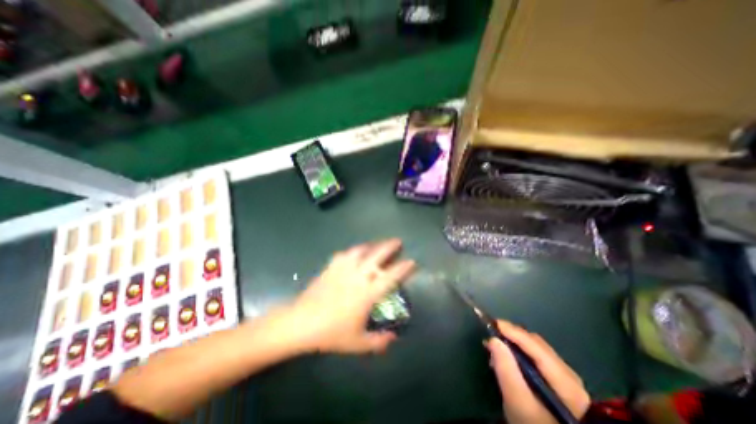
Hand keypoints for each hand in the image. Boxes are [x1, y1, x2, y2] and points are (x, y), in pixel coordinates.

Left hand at [280, 238, 415, 353]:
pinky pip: (344, 254)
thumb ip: (378, 342)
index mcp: (367, 293)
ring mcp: (343, 269)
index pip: (390, 277)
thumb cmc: (331, 333)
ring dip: (371, 245)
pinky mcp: (331, 267)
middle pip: (377, 256)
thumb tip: (393, 338)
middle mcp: (358, 276)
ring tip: (377, 244)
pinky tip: (353, 253)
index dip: (403, 268)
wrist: (301, 323)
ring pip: (360, 250)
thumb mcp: (358, 343)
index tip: (411, 261)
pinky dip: (352, 252)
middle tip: (398, 241)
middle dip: (389, 247)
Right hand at [485, 321, 590, 423]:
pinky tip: (509, 356)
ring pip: (536, 349)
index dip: (514, 332)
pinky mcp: (560, 384)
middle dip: (513, 335)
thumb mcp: (518, 402)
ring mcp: (566, 380)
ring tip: (496, 343)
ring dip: (515, 342)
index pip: (536, 347)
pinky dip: (520, 351)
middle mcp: (569, 375)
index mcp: (566, 381)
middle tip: (491, 333)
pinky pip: (537, 358)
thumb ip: (506, 371)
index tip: (493, 323)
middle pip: (537, 345)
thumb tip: (493, 339)